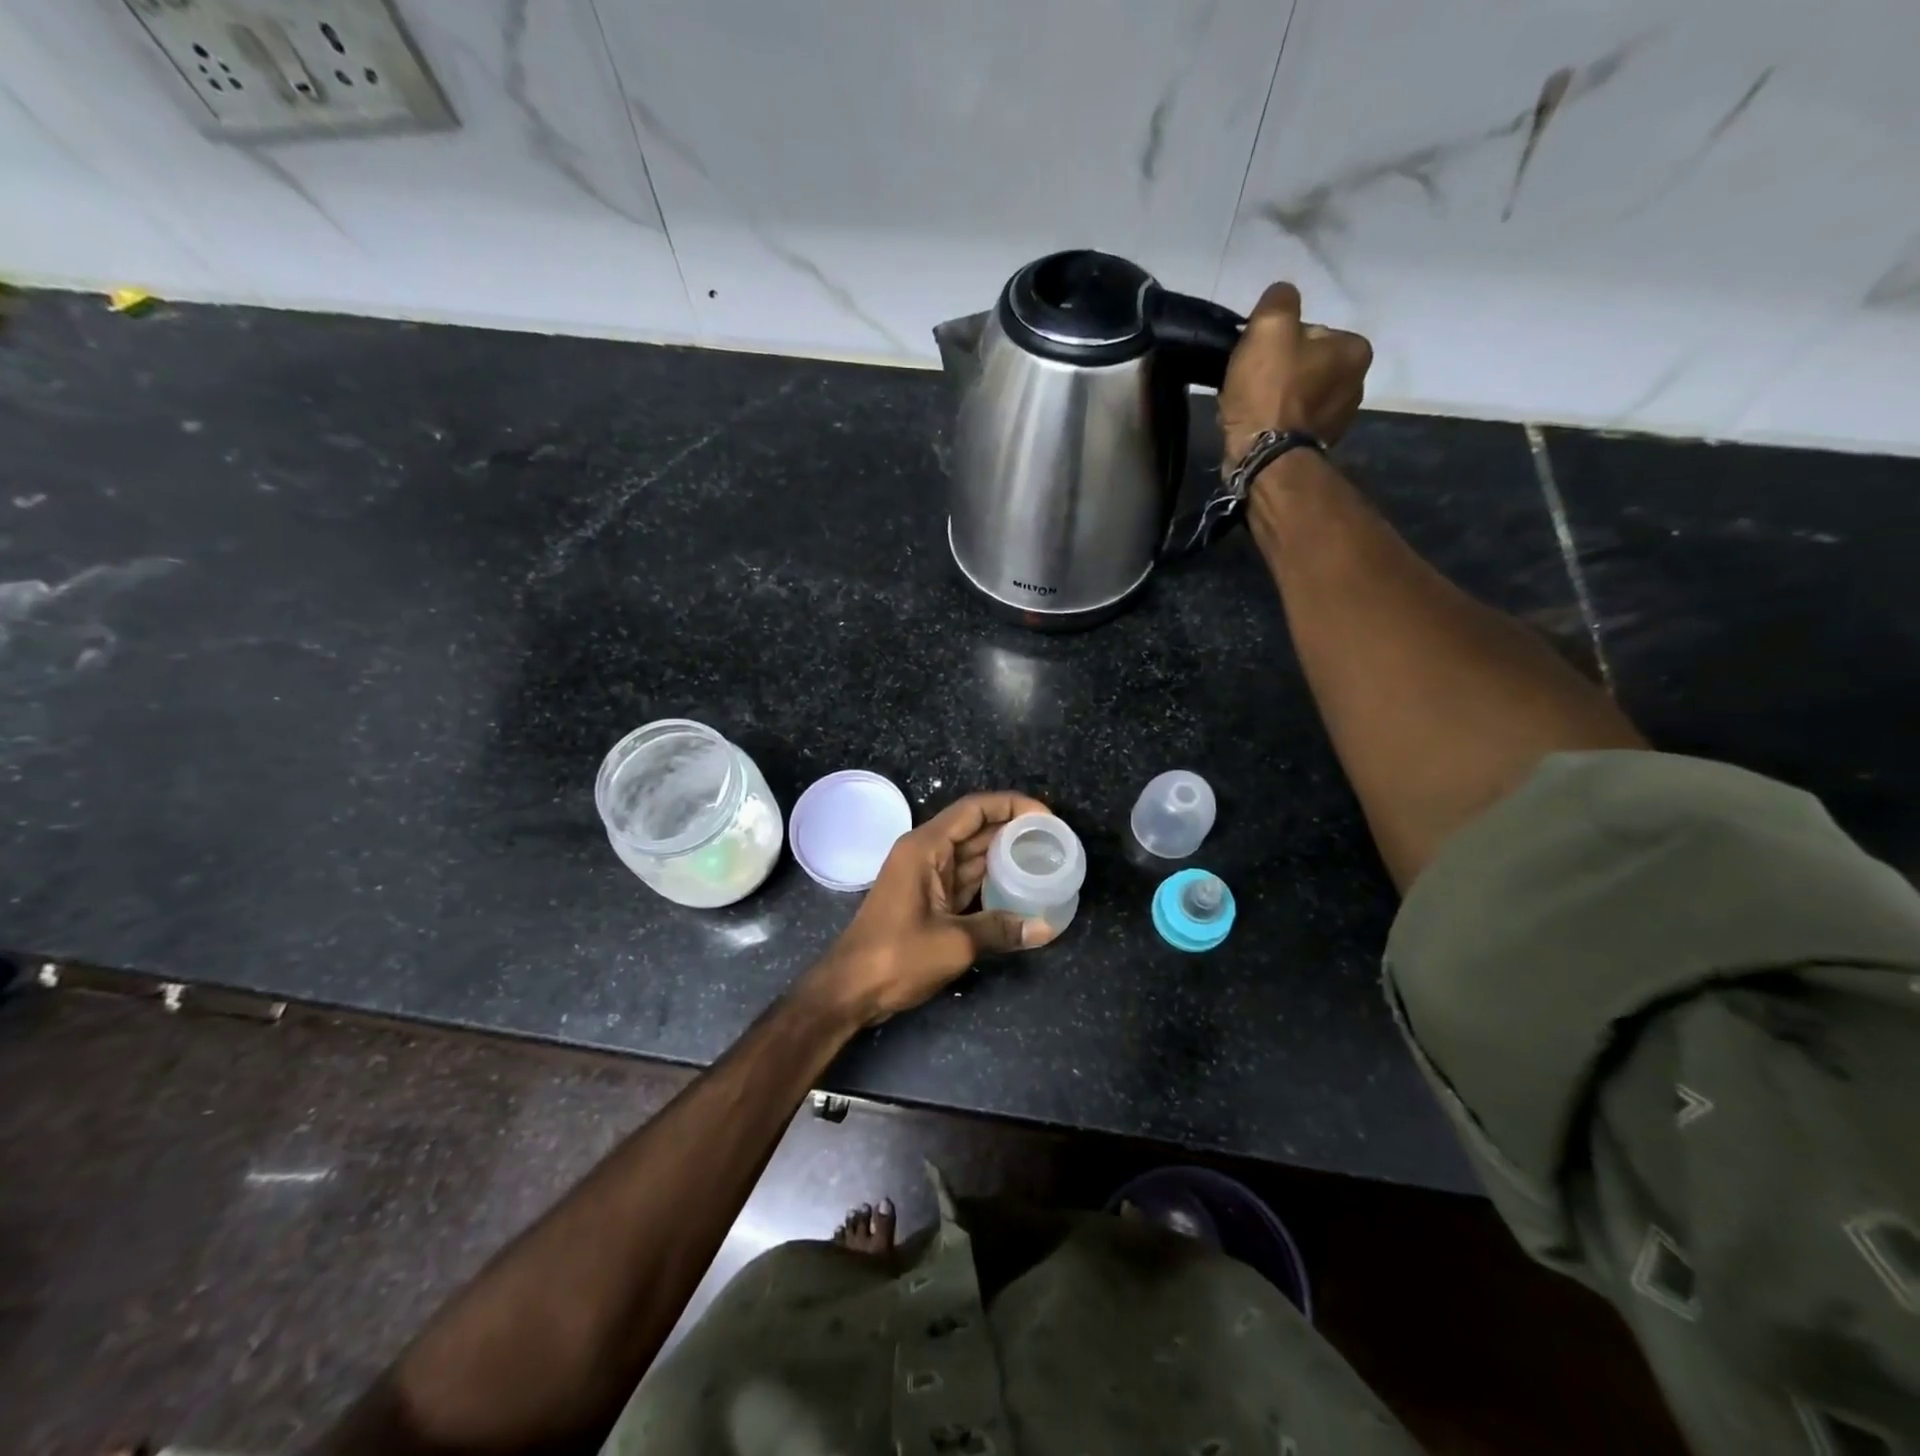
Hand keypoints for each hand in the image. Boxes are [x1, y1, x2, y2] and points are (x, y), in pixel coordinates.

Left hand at [797, 791, 1056, 1027]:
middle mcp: (926, 852)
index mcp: (926, 847)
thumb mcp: (955, 942)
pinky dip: (992, 881)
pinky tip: (1020, 889)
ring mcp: (926, 876)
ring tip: (1045, 860)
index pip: (975, 809)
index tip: (1046, 817)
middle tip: (1055, 841)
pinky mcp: (928, 899)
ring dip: (1005, 855)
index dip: (1012, 805)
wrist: (850, 989)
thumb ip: (1001, 929)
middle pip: (976, 829)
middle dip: (1014, 830)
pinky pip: (966, 879)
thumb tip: (1045, 928)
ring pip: (973, 855)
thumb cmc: (896, 956)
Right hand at [1217, 282, 1372, 463]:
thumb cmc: (1270, 391)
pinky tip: (1259, 429)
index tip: (1259, 359)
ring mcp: (1339, 420)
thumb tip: (1282, 295)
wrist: (1265, 459)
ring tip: (1251, 410)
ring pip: (1299, 395)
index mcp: (1355, 350)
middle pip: (1307, 364)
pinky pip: (1294, 423)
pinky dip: (1277, 423)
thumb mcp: (1270, 328)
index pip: (1311, 332)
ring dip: (1277, 399)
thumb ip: (1279, 301)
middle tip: (1252, 385)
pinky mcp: (1318, 447)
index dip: (1279, 342)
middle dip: (1280, 372)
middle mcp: (1357, 383)